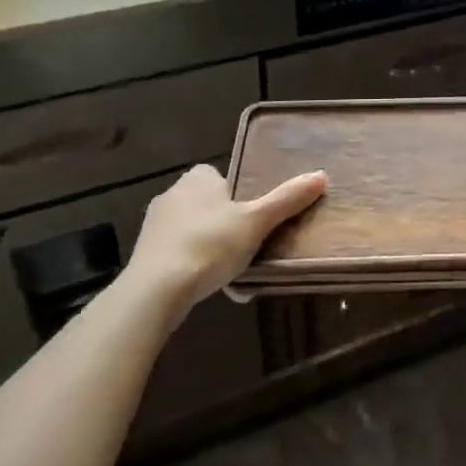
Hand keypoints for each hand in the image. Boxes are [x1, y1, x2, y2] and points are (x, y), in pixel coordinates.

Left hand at [127, 163, 325, 312]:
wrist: (155, 291)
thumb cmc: (210, 245)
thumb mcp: (257, 221)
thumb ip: (287, 199)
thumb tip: (321, 175)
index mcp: (197, 178)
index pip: (221, 177)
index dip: (239, 194)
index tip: (255, 216)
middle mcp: (172, 194)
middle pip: (209, 205)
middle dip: (226, 224)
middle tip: (250, 244)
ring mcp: (154, 226)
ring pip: (194, 232)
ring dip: (211, 248)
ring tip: (233, 271)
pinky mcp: (144, 256)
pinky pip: (178, 255)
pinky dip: (194, 267)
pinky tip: (210, 287)